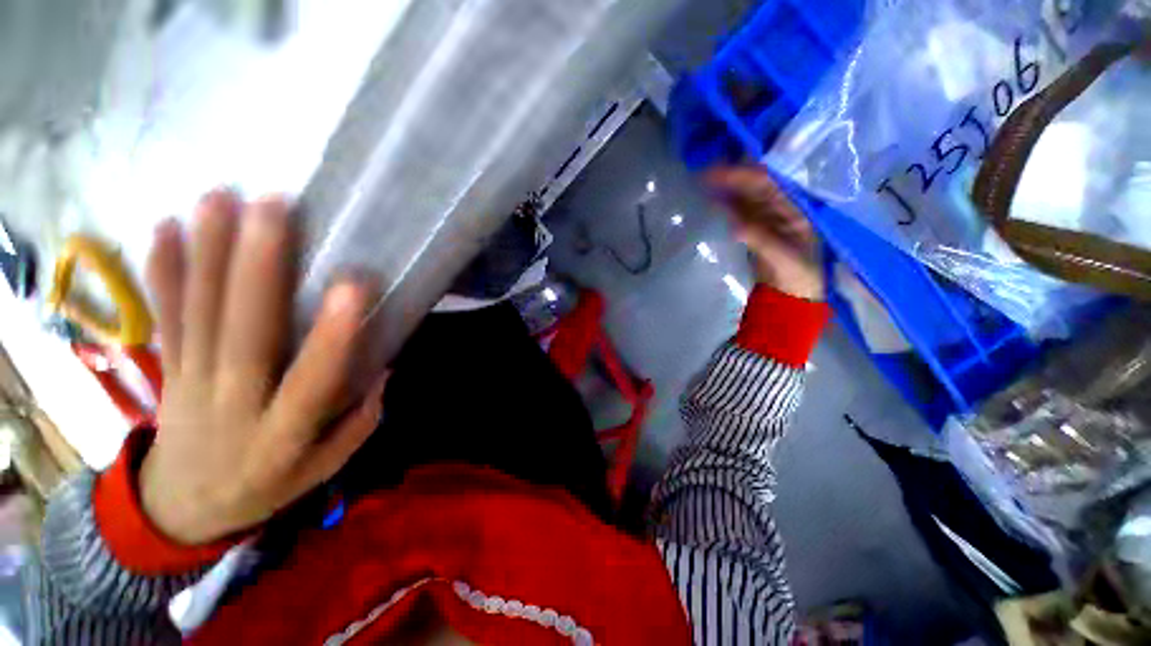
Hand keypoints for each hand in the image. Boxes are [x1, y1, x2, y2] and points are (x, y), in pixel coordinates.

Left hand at [140, 191, 386, 544]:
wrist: (181, 509)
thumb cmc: (265, 485)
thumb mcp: (323, 470)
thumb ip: (359, 423)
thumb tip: (383, 371)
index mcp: (281, 433)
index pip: (311, 381)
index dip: (332, 336)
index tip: (353, 286)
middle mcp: (234, 401)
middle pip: (243, 331)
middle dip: (258, 265)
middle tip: (275, 206)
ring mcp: (192, 380)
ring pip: (200, 312)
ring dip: (209, 251)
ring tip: (221, 196)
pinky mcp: (169, 367)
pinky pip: (166, 315)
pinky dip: (163, 270)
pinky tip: (165, 225)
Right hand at [706, 166, 823, 300]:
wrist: (793, 296)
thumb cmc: (800, 276)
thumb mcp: (785, 259)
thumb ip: (763, 241)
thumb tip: (735, 225)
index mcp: (798, 207)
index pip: (771, 183)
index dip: (746, 175)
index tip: (720, 172)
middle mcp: (782, 206)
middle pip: (755, 185)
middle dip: (732, 177)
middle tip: (703, 174)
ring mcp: (766, 216)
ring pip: (743, 196)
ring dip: (724, 189)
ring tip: (701, 183)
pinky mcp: (752, 228)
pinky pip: (736, 212)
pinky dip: (722, 206)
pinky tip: (708, 202)